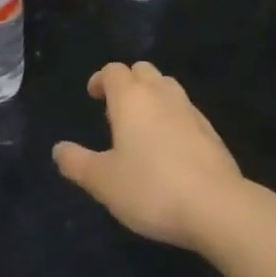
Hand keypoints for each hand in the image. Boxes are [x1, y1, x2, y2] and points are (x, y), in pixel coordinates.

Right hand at [52, 62, 246, 252]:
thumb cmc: (151, 188)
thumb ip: (77, 163)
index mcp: (131, 98)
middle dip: (127, 82)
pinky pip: (185, 110)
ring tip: (142, 125)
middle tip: (116, 110)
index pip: (113, 71)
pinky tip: (169, 146)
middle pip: (142, 70)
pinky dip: (172, 116)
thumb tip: (58, 149)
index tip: (93, 96)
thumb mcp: (103, 181)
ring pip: (167, 86)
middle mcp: (161, 94)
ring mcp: (190, 110)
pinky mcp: (211, 131)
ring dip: (152, 95)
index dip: (101, 79)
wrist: (217, 206)